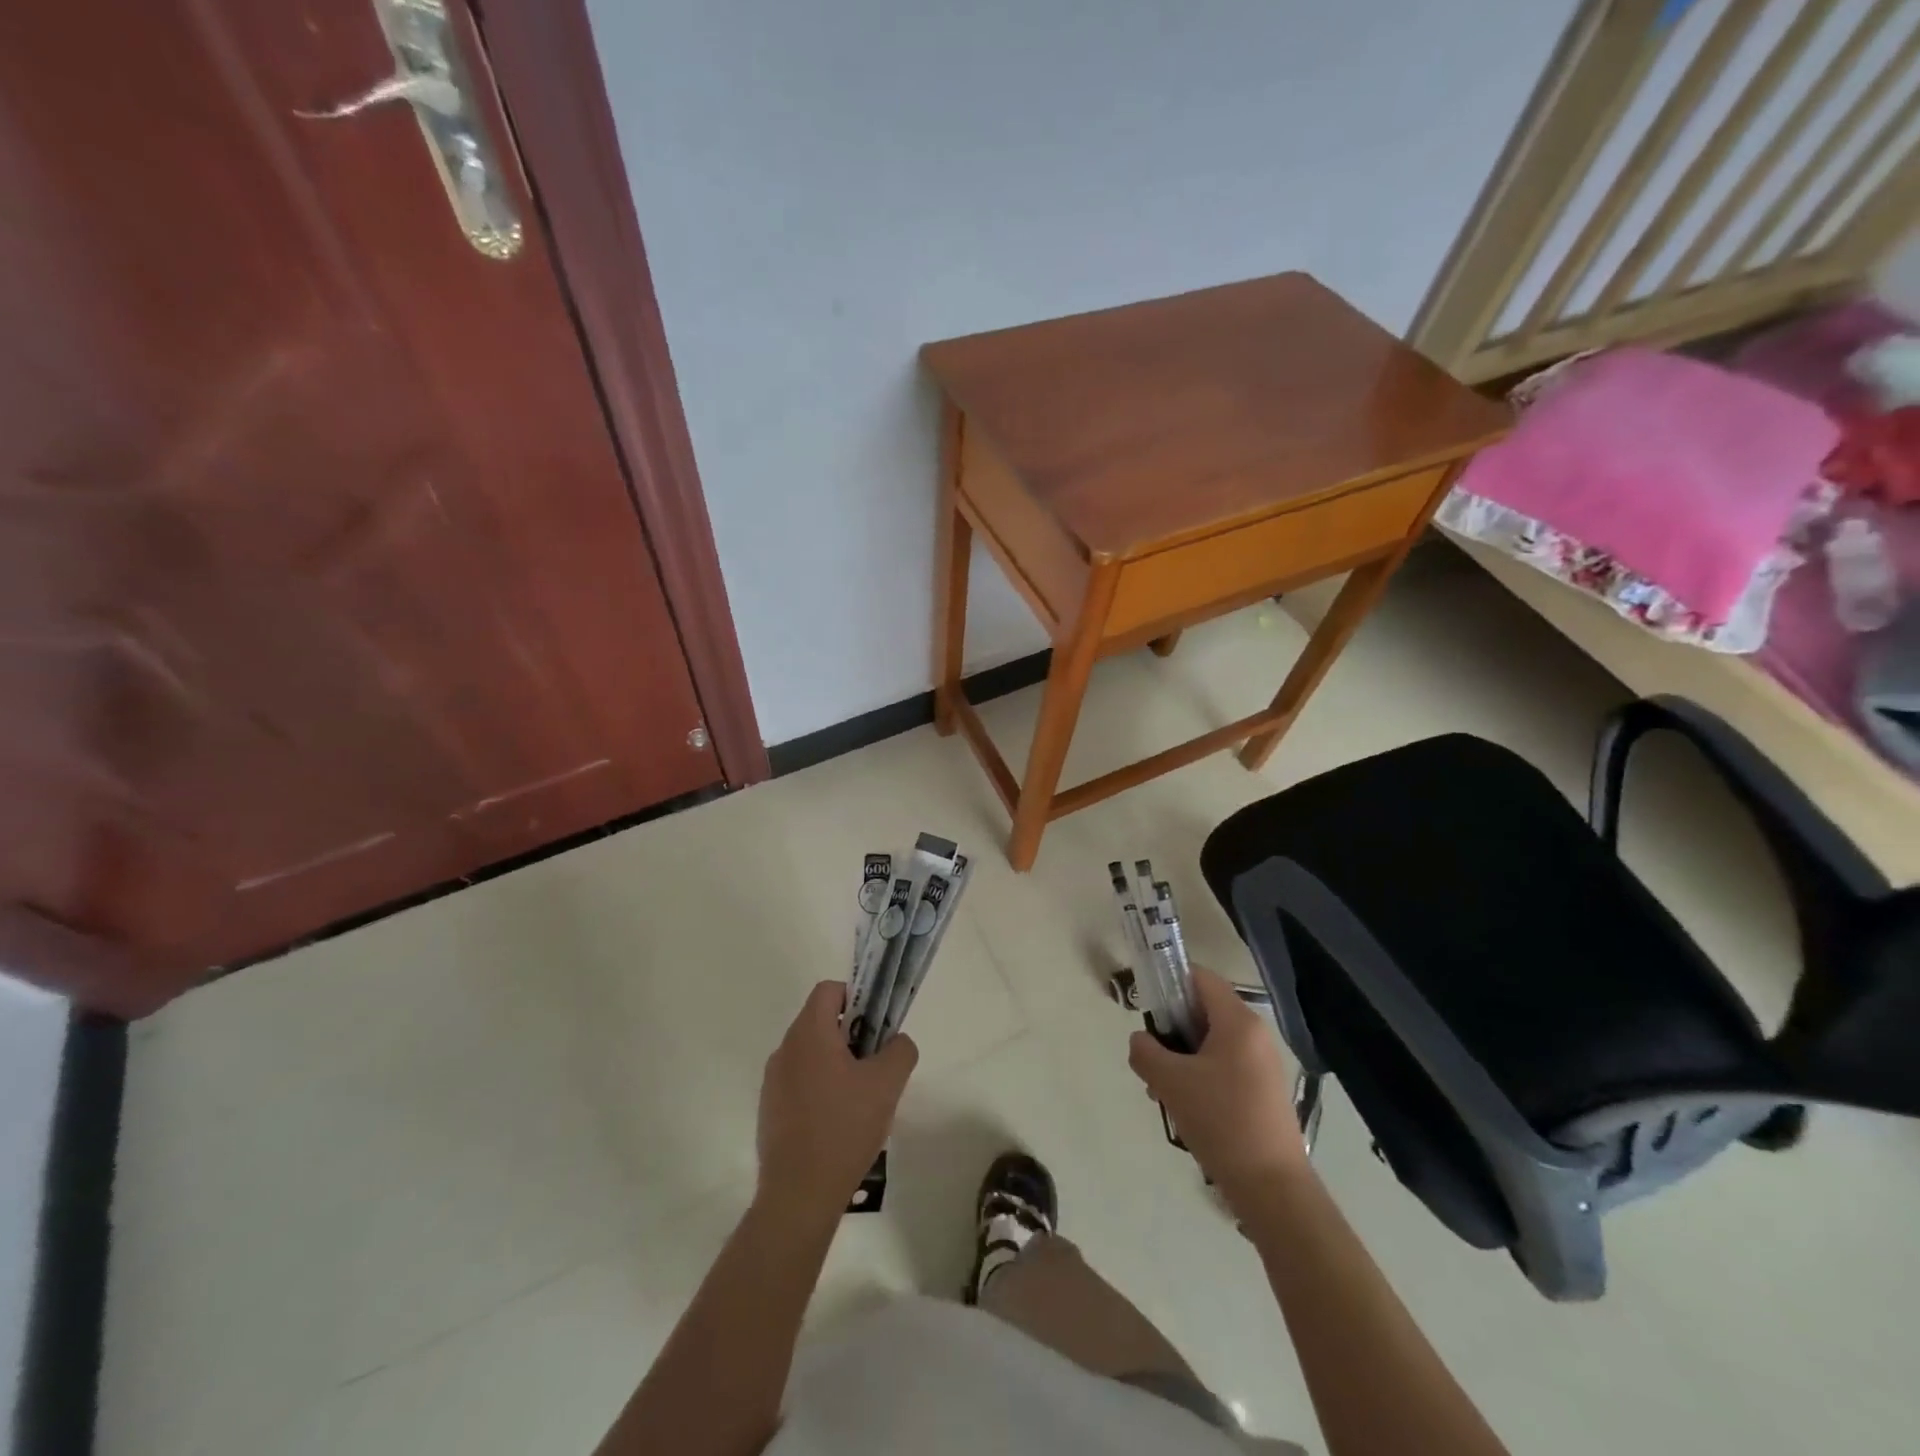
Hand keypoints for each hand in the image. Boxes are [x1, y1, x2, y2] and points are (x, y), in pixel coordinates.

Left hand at [756, 981, 917, 1217]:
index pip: (829, 990)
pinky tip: (838, 1123)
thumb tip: (897, 1042)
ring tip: (860, 1098)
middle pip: (820, 1022)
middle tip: (875, 1064)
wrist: (799, 1195)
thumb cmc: (844, 1128)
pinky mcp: (770, 1110)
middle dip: (851, 1034)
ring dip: (836, 1063)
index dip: (856, 997)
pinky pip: (799, 1082)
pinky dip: (820, 1088)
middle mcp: (784, 1050)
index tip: (876, 1025)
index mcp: (809, 1033)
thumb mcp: (887, 1084)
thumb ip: (900, 1050)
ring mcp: (773, 1082)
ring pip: (810, 1054)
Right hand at [1129, 966, 1306, 1202]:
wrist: (1272, 1188)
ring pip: (1212, 1042)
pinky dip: (1201, 1075)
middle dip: (1172, 1029)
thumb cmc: (1221, 1121)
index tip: (1147, 1010)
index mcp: (1238, 1021)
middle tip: (1151, 1057)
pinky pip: (1225, 1066)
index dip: (1169, 984)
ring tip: (1162, 1090)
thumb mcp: (1170, 1081)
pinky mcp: (1264, 1091)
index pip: (1199, 977)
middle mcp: (1255, 1034)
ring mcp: (1263, 1064)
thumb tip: (1141, 1041)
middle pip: (1204, 1010)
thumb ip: (1145, 1051)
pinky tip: (1184, 1107)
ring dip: (1182, 1057)